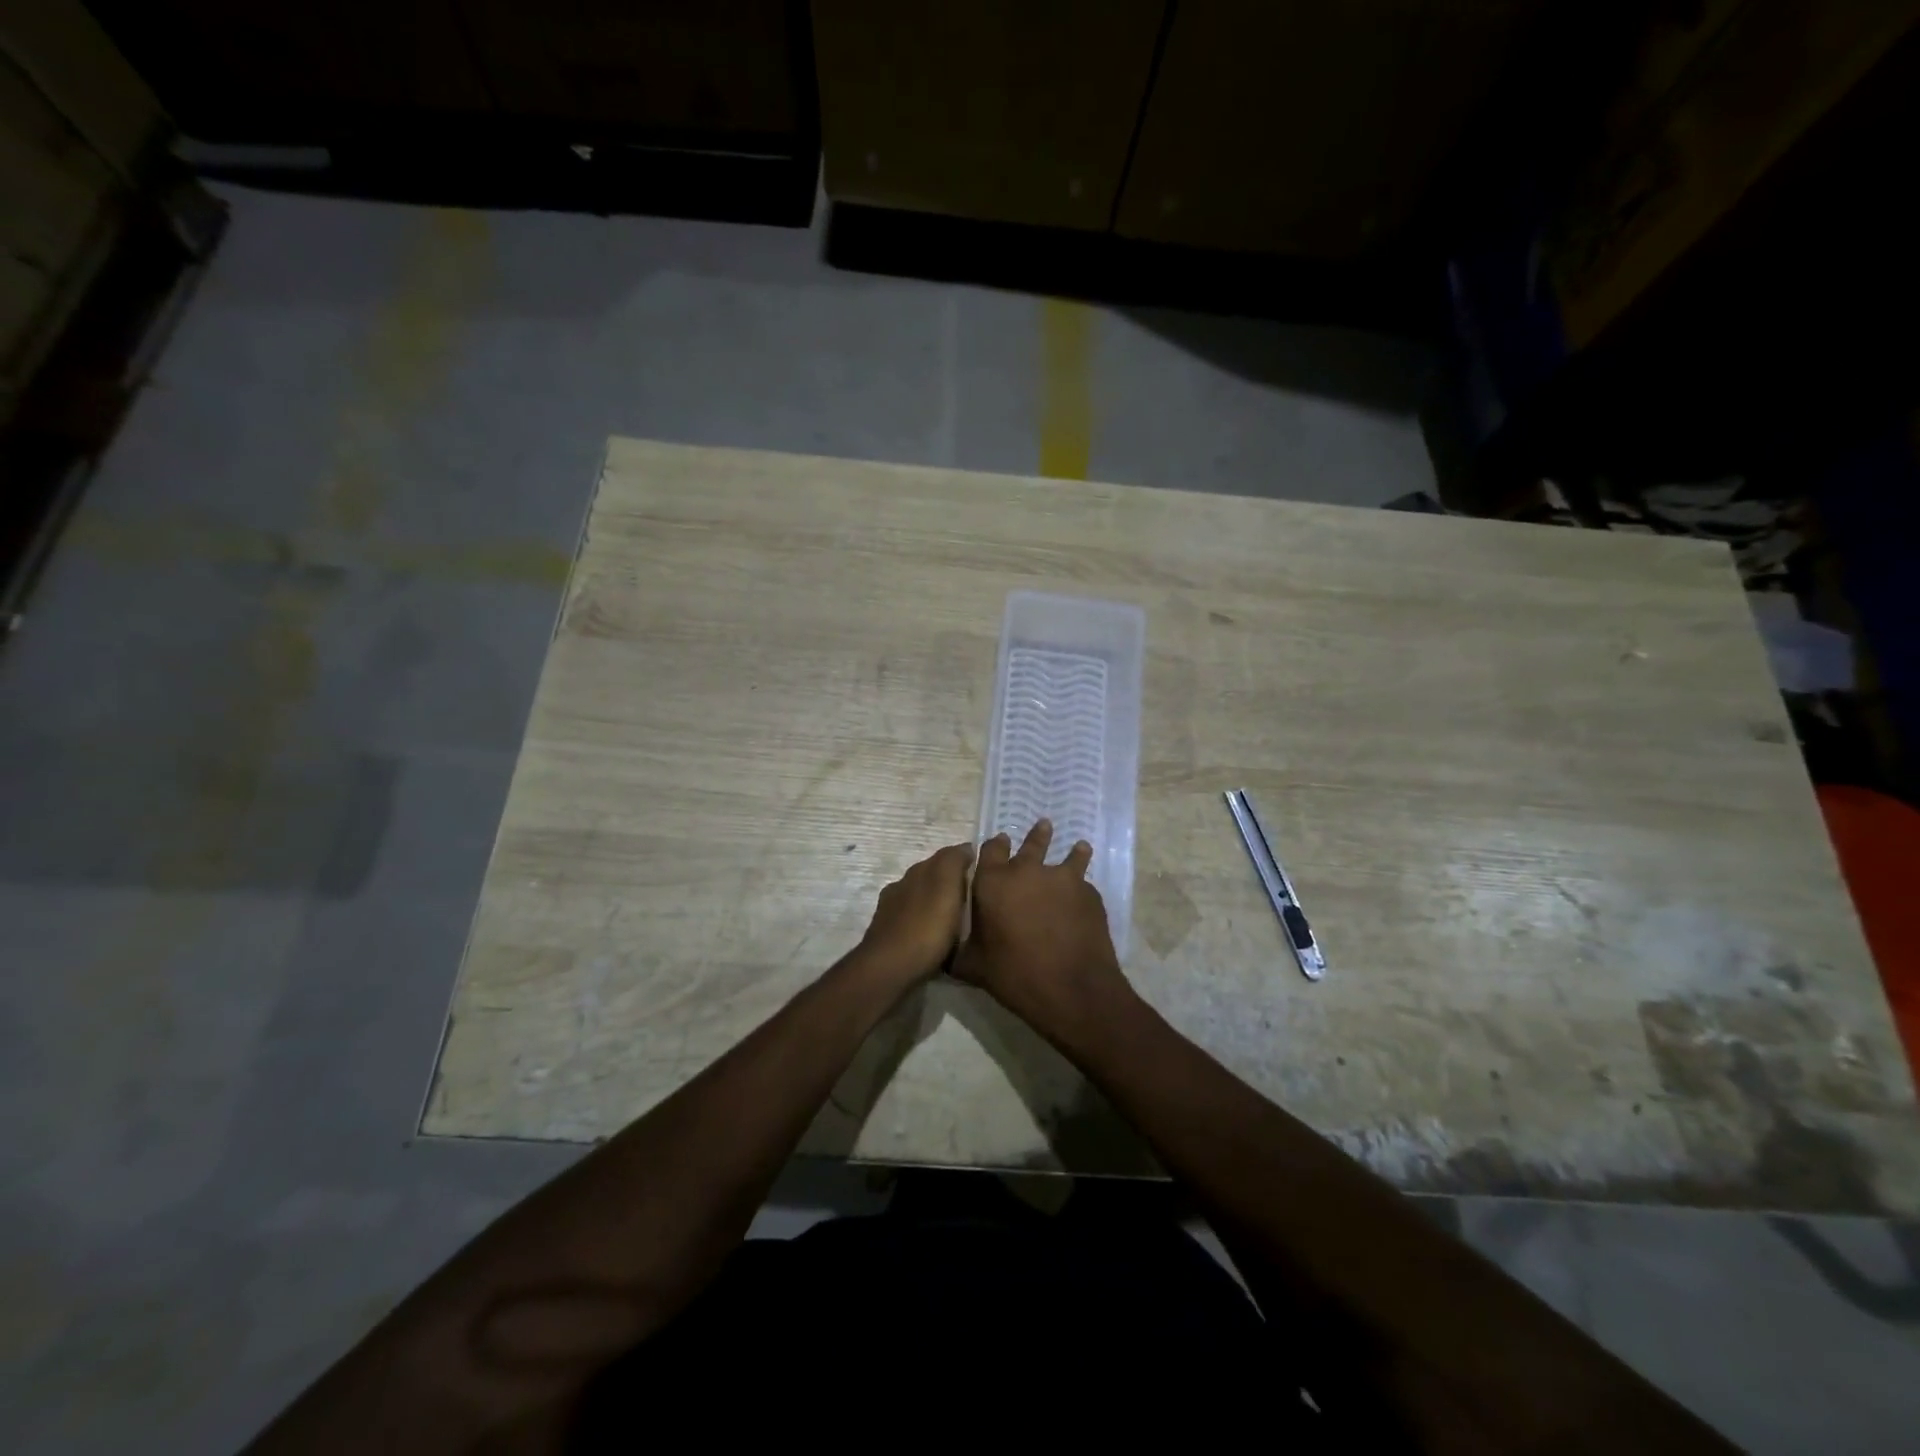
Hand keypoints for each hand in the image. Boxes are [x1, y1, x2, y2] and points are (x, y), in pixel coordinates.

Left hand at [858, 842, 974, 984]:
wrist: (890, 968)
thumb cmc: (926, 927)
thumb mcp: (946, 885)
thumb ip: (953, 861)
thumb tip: (965, 847)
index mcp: (917, 872)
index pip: (944, 857)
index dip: (964, 861)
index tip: (983, 872)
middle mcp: (901, 886)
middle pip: (930, 877)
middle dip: (949, 883)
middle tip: (974, 898)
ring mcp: (891, 912)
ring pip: (920, 900)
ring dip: (936, 905)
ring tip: (957, 920)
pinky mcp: (888, 937)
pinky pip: (913, 922)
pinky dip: (926, 924)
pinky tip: (934, 936)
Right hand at [954, 819, 1132, 1037]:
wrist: (1069, 988)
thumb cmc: (1013, 975)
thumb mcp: (973, 966)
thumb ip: (960, 950)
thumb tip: (946, 952)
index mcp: (993, 882)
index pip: (991, 850)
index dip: (995, 845)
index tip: (1000, 842)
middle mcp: (1027, 872)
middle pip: (1032, 844)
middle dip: (1037, 836)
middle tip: (1043, 826)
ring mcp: (1062, 880)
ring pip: (1069, 857)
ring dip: (1072, 851)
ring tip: (1080, 846)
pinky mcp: (1089, 894)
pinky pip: (1083, 884)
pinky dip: (1082, 888)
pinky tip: (1085, 896)